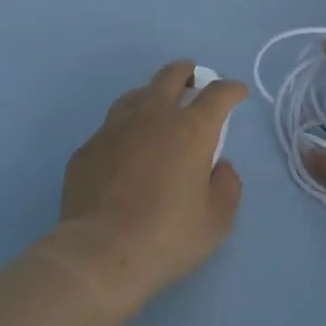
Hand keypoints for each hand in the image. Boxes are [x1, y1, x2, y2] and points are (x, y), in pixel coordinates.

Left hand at [52, 61, 248, 304]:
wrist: (100, 254)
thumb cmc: (167, 237)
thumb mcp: (217, 221)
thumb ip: (226, 186)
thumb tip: (219, 166)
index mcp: (191, 129)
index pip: (218, 94)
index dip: (231, 89)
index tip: (238, 93)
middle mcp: (152, 117)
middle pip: (171, 76)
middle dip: (187, 72)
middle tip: (193, 79)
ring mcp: (114, 129)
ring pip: (136, 94)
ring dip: (152, 94)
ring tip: (157, 107)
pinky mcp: (88, 148)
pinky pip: (110, 127)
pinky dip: (125, 129)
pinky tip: (125, 148)